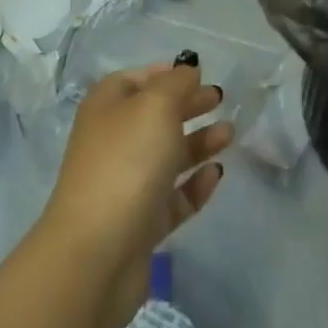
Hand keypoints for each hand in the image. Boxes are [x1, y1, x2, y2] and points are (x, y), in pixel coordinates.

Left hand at [37, 64, 233, 327]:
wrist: (96, 255)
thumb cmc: (126, 162)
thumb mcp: (156, 105)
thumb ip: (177, 83)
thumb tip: (187, 72)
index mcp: (107, 107)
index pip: (137, 80)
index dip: (166, 74)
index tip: (198, 73)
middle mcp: (113, 142)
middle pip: (154, 117)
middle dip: (187, 106)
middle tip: (221, 100)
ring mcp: (125, 185)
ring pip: (167, 156)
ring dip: (198, 142)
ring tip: (230, 134)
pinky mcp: (140, 224)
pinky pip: (172, 197)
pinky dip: (194, 184)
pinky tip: (216, 174)